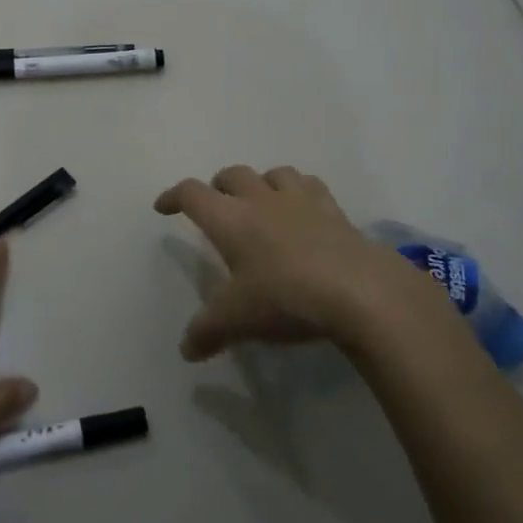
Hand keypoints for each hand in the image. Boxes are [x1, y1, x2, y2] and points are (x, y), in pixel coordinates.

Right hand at [155, 164, 427, 359]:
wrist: (358, 291)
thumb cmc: (285, 298)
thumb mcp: (237, 320)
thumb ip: (207, 331)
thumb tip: (186, 349)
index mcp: (230, 219)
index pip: (192, 194)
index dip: (174, 196)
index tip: (163, 206)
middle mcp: (261, 200)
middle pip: (232, 175)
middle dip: (218, 186)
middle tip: (215, 204)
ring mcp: (301, 201)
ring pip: (274, 173)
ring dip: (261, 182)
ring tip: (260, 201)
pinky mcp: (334, 210)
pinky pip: (312, 186)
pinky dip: (300, 191)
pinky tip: (303, 210)